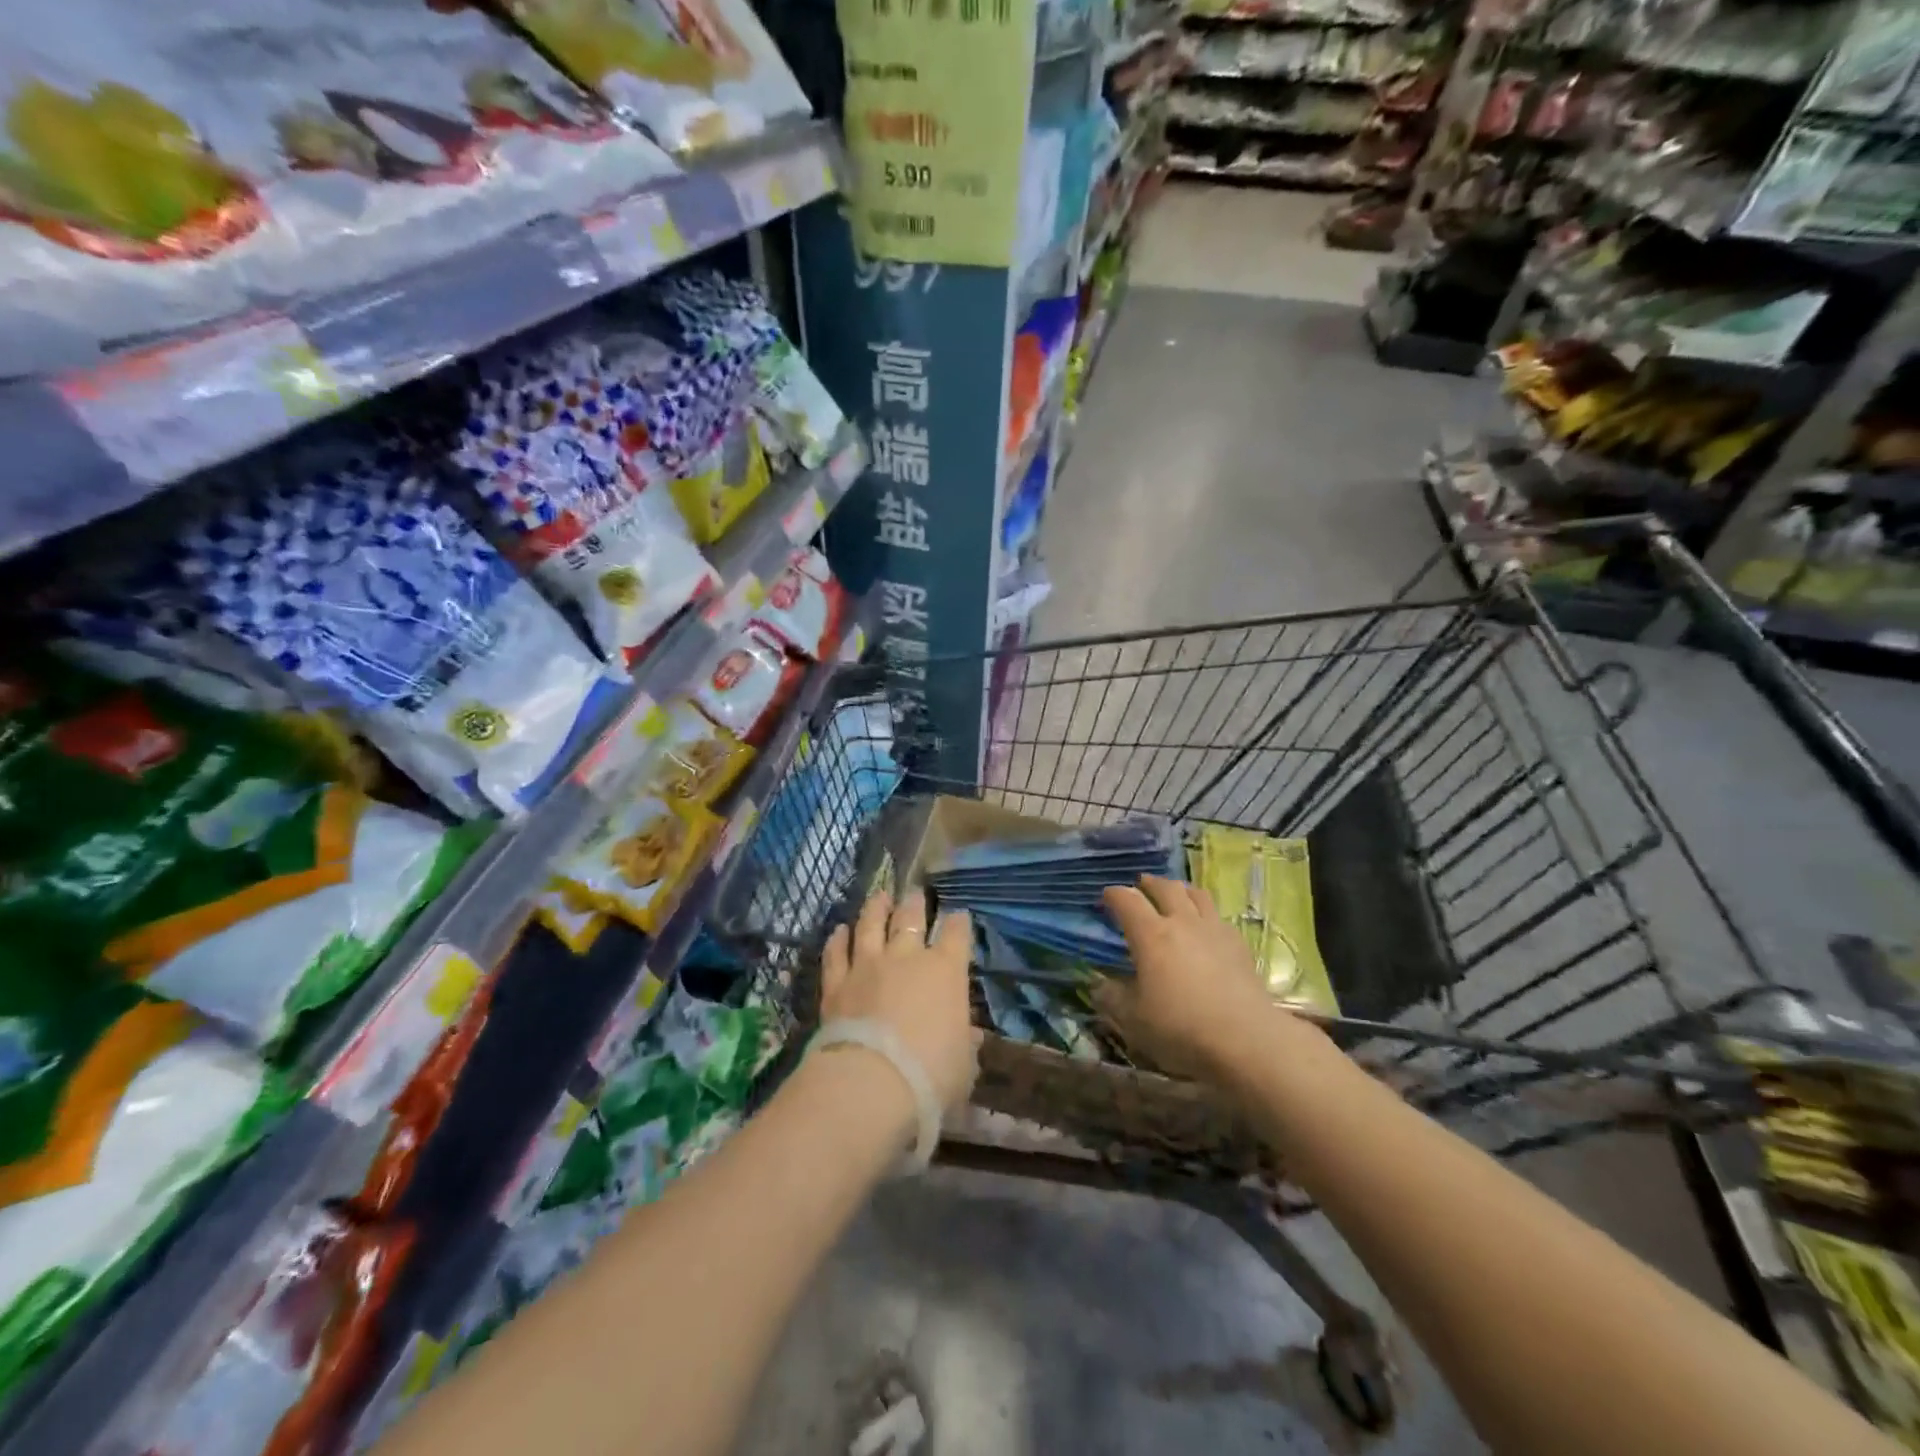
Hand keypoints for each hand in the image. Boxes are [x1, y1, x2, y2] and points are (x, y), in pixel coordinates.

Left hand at [820, 890, 976, 1110]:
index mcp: (946, 971)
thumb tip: (970, 1035)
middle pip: (911, 917)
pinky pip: (836, 953)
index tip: (959, 917)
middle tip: (915, 893)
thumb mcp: (963, 1065)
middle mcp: (907, 957)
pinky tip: (840, 931)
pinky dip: (838, 940)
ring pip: (871, 924)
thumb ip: (965, 1044)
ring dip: (876, 907)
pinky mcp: (836, 983)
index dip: (959, 923)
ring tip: (880, 895)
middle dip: (915, 903)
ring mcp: (868, 966)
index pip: (957, 934)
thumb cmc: (930, 1075)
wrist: (870, 1083)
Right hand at [1098, 875, 1299, 1081]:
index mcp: (1151, 935)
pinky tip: (1205, 928)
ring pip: (1196, 894)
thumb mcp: (1133, 1020)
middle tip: (1140, 885)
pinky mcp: (1238, 944)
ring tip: (1174, 894)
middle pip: (1165, 887)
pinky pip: (1217, 916)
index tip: (1106, 897)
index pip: (1127, 900)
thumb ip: (1112, 998)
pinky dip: (1205, 913)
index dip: (1113, 895)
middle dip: (1149, 883)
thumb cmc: (1182, 1028)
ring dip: (1180, 889)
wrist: (1247, 1040)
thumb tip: (1098, 985)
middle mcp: (1182, 922)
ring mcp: (1214, 930)